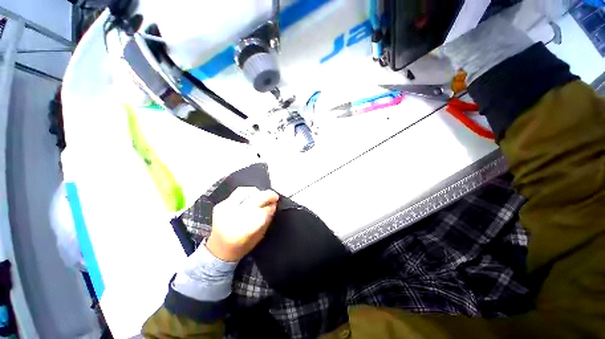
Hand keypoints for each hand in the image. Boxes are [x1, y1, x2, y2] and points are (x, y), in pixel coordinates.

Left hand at [206, 187, 278, 261]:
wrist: (219, 250)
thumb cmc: (242, 246)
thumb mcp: (259, 236)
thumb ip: (267, 219)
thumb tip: (273, 205)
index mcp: (244, 230)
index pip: (262, 211)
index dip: (271, 205)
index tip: (276, 203)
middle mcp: (233, 217)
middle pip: (255, 199)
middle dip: (267, 195)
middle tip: (274, 196)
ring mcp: (225, 210)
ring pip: (245, 191)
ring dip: (257, 192)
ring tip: (262, 195)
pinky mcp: (220, 205)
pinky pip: (237, 193)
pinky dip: (247, 194)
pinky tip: (251, 198)